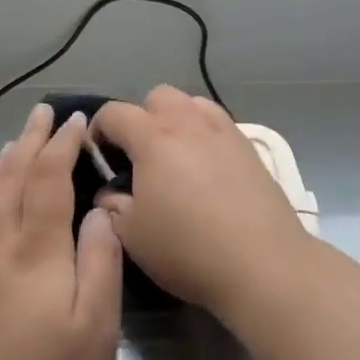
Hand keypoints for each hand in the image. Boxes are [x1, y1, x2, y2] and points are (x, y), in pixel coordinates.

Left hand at [0, 105, 122, 359]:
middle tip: (43, 113)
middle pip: (10, 175)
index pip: (47, 178)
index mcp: (35, 250)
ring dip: (0, 160)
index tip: (74, 121)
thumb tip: (100, 210)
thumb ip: (101, 262)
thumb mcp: (96, 329)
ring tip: (14, 144)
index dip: (61, 144)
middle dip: (29, 139)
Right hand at [92, 87, 306, 316]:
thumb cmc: (187, 248)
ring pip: (192, 104)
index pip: (114, 113)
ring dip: (176, 120)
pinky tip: (207, 169)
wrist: (262, 262)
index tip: (97, 156)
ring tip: (176, 157)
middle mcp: (188, 122)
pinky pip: (219, 124)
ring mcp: (223, 130)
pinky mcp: (249, 147)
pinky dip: (204, 135)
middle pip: (157, 96)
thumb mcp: (132, 235)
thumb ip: (112, 206)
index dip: (98, 130)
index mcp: (152, 137)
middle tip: (139, 156)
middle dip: (141, 118)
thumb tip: (109, 194)